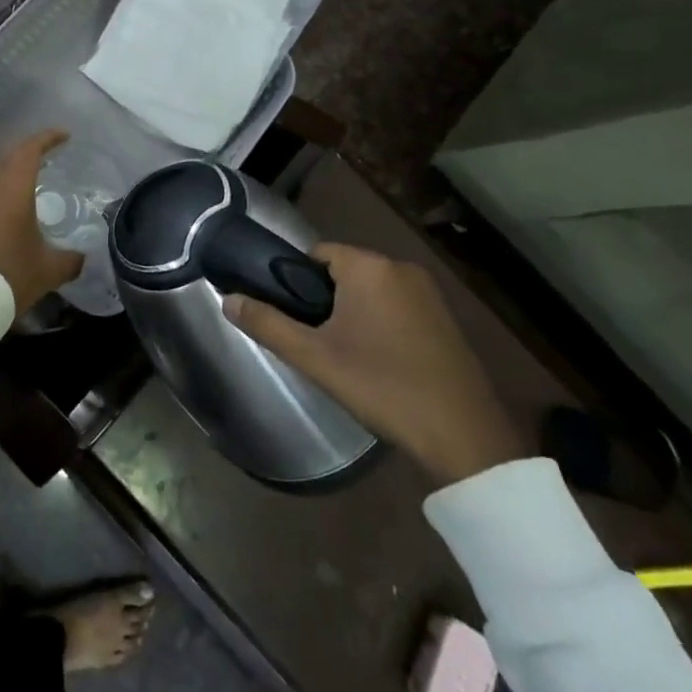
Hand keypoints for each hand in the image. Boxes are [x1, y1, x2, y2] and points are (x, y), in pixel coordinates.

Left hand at [0, 128, 84, 317]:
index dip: (48, 138)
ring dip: (13, 171)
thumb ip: (70, 259)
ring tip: (33, 180)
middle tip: (50, 154)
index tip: (64, 135)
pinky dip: (2, 191)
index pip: (30, 150)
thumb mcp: (49, 269)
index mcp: (13, 189)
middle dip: (30, 151)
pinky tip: (11, 208)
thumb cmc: (11, 275)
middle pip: (10, 157)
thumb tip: (82, 257)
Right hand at [223, 243, 523, 485]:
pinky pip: (397, 305)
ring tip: (345, 356)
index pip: (316, 254)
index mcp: (369, 266)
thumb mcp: (315, 358)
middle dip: (326, 301)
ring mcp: (429, 292)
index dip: (298, 283)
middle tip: (317, 343)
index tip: (294, 318)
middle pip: (344, 271)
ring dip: (354, 313)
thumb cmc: (382, 386)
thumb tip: (226, 299)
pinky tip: (380, 362)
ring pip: (371, 290)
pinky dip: (382, 323)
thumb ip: (267, 324)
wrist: (465, 437)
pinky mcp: (446, 318)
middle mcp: (400, 267)